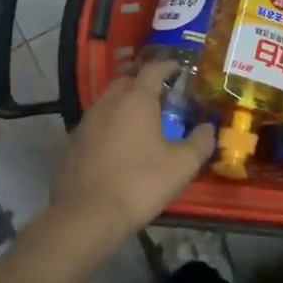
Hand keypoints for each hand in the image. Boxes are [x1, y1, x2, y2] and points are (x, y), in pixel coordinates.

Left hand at [49, 63, 214, 239]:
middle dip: (144, 84)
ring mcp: (86, 123)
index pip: (153, 69)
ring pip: (108, 103)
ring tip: (141, 123)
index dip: (168, 66)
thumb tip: (209, 128)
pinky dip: (110, 127)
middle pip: (127, 82)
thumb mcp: (183, 165)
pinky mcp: (72, 144)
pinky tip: (119, 147)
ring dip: (125, 106)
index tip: (180, 70)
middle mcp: (108, 103)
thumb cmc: (140, 183)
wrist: (86, 216)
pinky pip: (96, 125)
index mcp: (136, 100)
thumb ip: (200, 142)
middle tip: (162, 98)